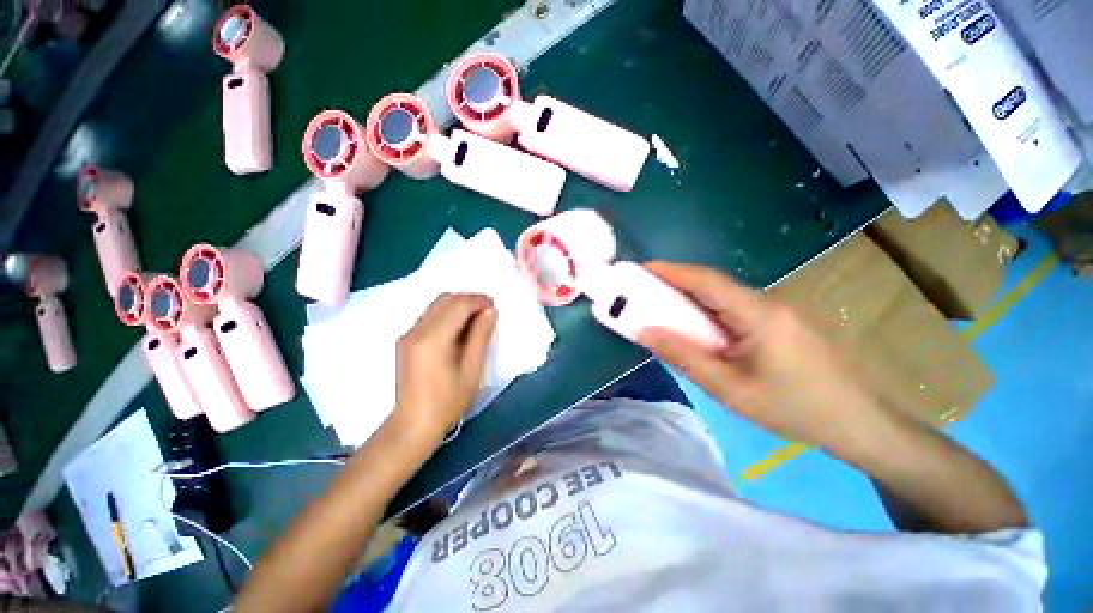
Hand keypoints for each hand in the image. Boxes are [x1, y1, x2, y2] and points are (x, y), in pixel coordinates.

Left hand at [391, 293, 496, 446]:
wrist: (414, 422)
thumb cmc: (447, 403)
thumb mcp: (470, 372)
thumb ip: (480, 338)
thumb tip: (490, 312)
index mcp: (433, 338)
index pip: (458, 305)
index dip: (478, 301)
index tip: (494, 305)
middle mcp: (417, 330)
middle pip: (443, 300)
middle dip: (466, 299)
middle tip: (486, 310)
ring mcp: (407, 334)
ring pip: (433, 307)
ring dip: (454, 306)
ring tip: (473, 320)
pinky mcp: (403, 341)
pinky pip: (425, 318)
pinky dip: (442, 316)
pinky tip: (454, 331)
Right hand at [637, 262, 885, 451]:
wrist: (850, 416)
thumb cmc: (792, 408)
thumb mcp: (734, 391)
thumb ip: (690, 359)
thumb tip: (648, 330)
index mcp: (758, 312)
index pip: (707, 280)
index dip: (670, 272)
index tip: (636, 271)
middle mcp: (771, 302)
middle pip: (718, 290)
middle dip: (680, 294)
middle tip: (644, 307)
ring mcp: (785, 312)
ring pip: (733, 305)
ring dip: (702, 313)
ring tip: (675, 333)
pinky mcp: (791, 326)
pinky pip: (748, 317)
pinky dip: (723, 325)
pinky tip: (716, 349)